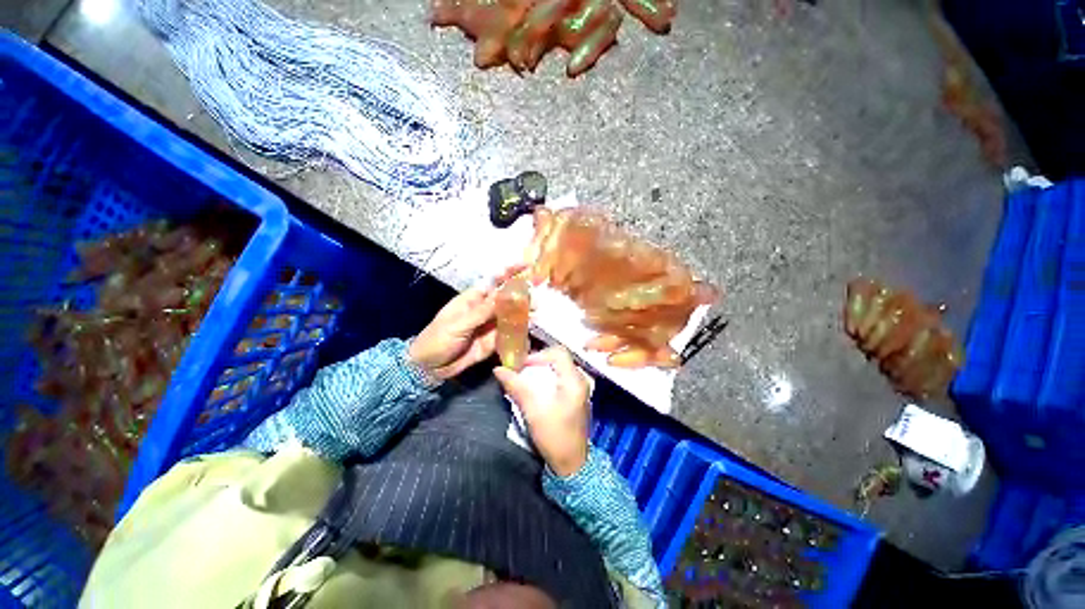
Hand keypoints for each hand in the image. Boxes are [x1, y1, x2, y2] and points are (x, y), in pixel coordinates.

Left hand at [409, 266, 524, 380]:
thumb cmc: (437, 339)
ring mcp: (490, 325)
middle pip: (507, 298)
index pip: (495, 281)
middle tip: (535, 302)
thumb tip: (505, 295)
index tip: (527, 265)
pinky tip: (528, 331)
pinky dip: (519, 332)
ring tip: (535, 316)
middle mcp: (486, 309)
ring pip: (511, 316)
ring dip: (523, 315)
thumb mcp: (458, 324)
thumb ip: (482, 312)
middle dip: (522, 297)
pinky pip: (509, 334)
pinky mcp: (493, 341)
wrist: (428, 367)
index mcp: (474, 298)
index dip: (510, 271)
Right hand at [494, 347, 589, 476]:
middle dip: (538, 361)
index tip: (522, 365)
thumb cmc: (554, 436)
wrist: (571, 463)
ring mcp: (579, 388)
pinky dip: (547, 377)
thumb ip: (516, 386)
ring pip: (559, 367)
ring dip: (541, 369)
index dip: (538, 355)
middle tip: (521, 370)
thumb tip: (498, 369)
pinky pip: (560, 377)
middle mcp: (580, 380)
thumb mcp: (532, 410)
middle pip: (558, 358)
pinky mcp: (575, 395)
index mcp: (574, 380)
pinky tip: (536, 387)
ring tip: (525, 378)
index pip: (558, 352)